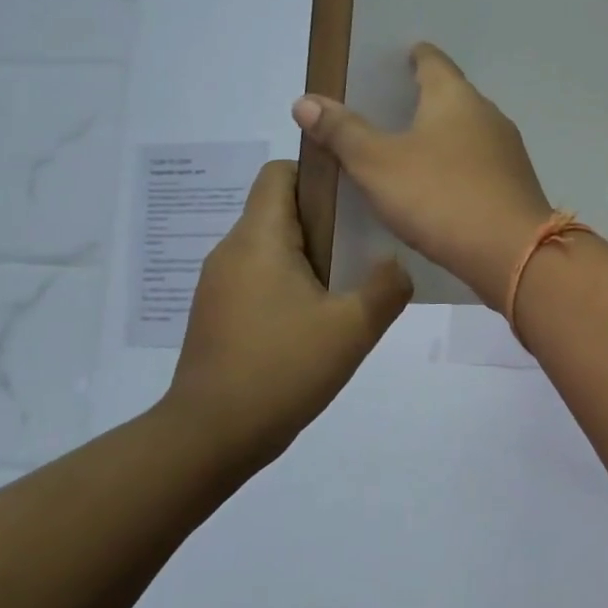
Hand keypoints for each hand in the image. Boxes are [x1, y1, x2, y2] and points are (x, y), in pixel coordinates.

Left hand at [159, 160, 410, 474]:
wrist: (211, 436)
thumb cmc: (282, 369)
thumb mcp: (352, 328)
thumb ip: (386, 287)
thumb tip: (396, 264)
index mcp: (259, 239)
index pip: (281, 172)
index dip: (320, 173)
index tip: (358, 199)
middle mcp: (232, 251)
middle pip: (280, 208)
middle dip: (327, 218)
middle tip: (370, 246)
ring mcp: (220, 284)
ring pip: (273, 246)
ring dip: (313, 254)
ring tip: (351, 284)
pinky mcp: (220, 314)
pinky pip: (262, 277)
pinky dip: (293, 282)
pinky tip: (320, 318)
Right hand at [293, 44, 555, 309]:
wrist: (512, 253)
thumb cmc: (441, 197)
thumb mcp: (378, 165)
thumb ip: (343, 132)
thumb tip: (305, 101)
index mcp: (455, 97)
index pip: (433, 61)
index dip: (413, 57)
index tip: (396, 60)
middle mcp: (488, 115)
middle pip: (452, 96)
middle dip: (423, 100)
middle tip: (387, 109)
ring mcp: (507, 152)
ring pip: (467, 133)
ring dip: (441, 137)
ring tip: (408, 149)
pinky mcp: (514, 186)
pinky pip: (478, 165)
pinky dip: (456, 167)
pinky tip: (439, 187)